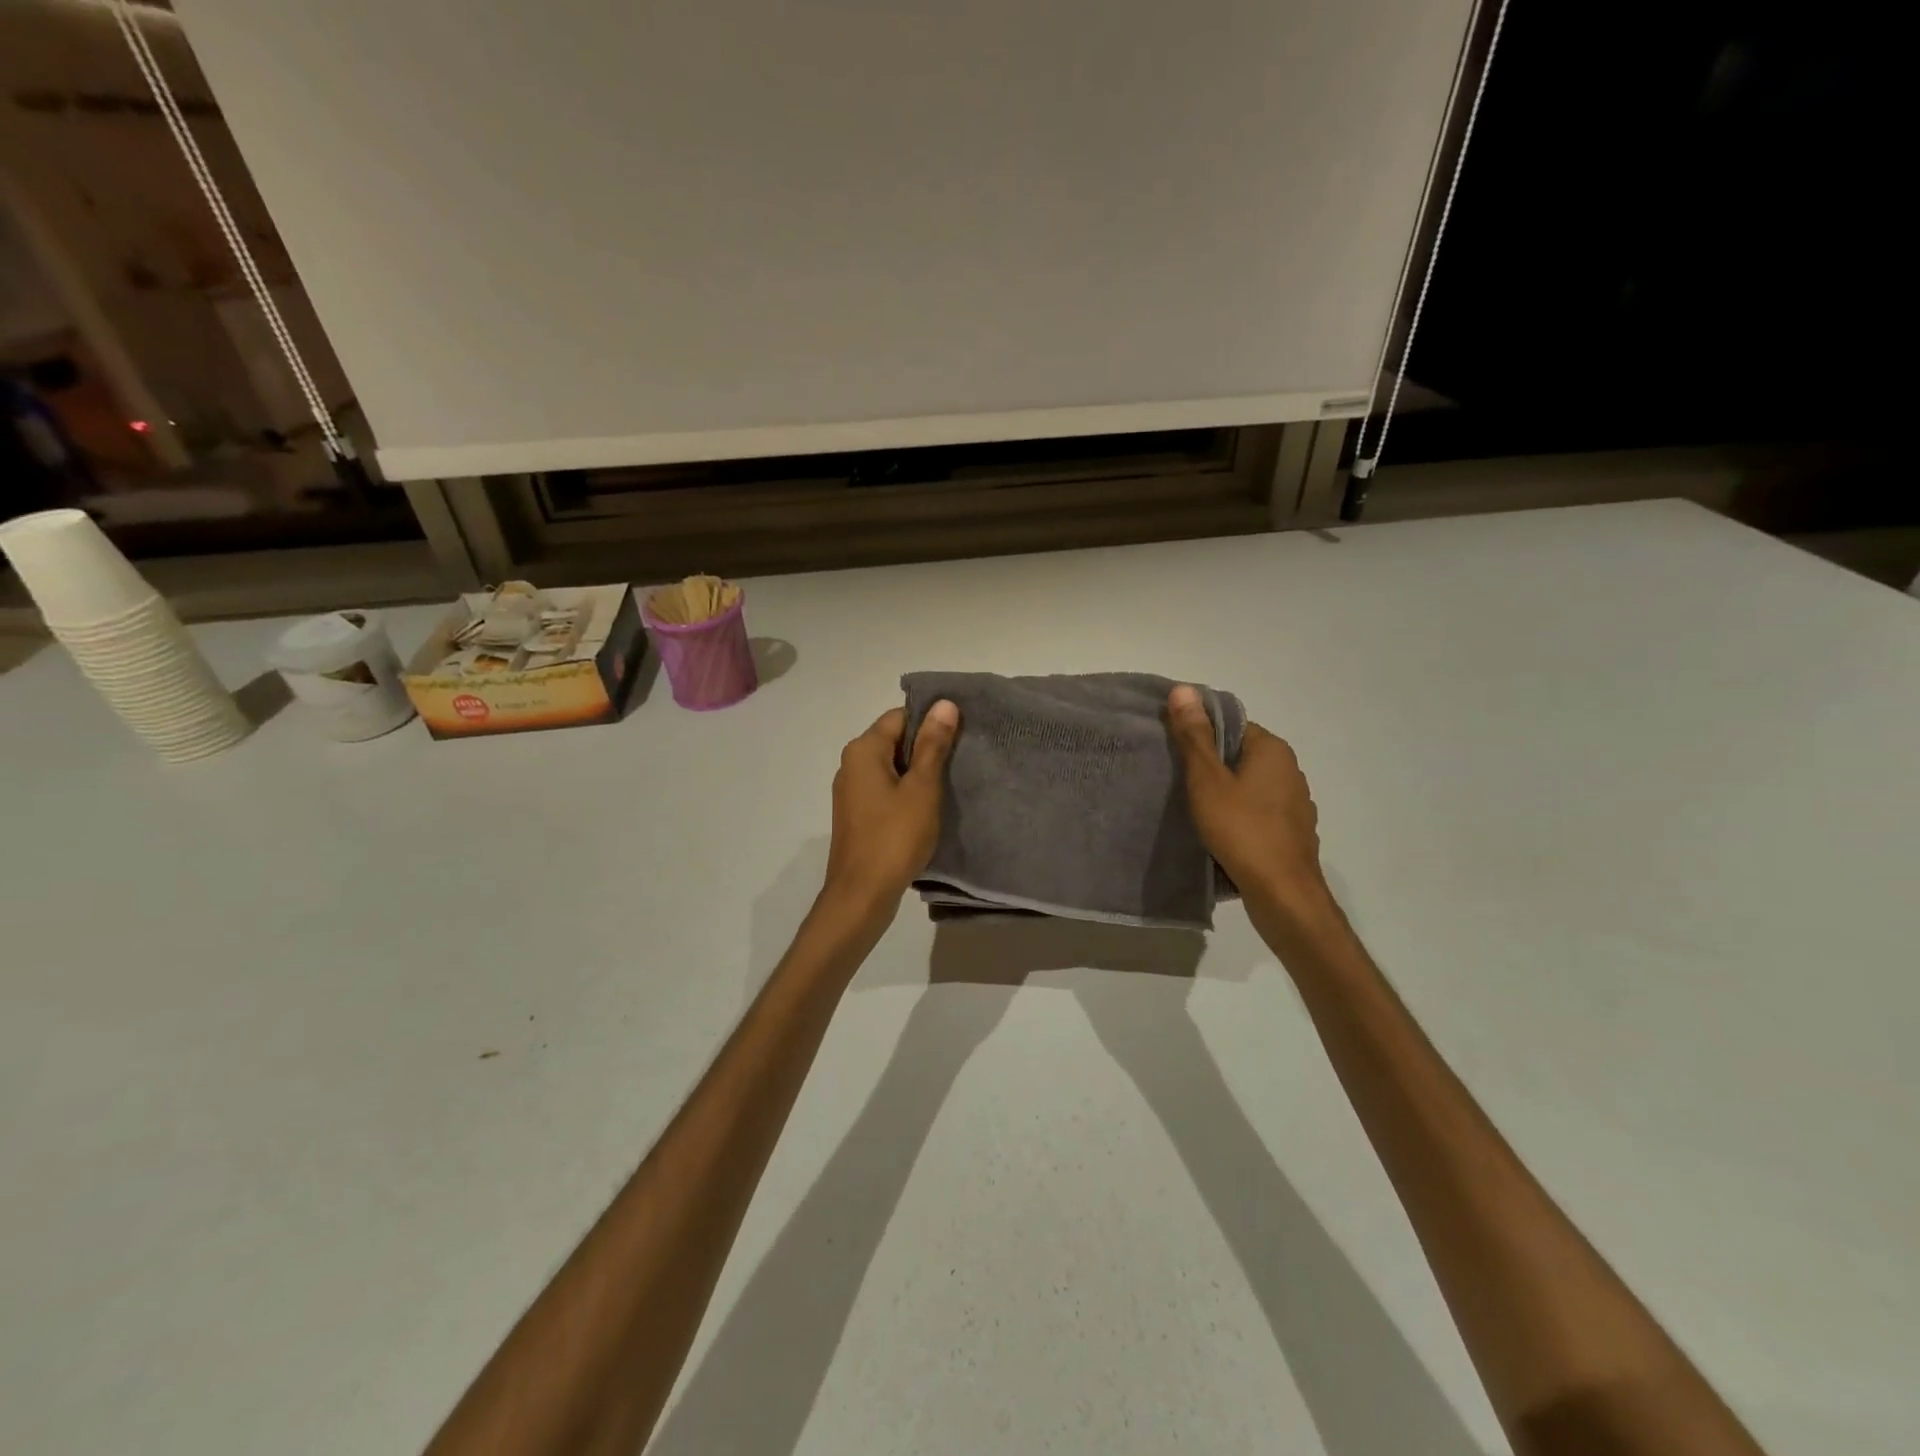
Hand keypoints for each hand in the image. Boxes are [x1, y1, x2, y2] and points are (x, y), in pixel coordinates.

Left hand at [821, 702, 959, 920]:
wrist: (861, 894)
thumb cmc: (895, 837)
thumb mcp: (922, 788)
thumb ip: (933, 745)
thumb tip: (944, 703)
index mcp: (863, 750)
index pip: (900, 716)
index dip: (930, 721)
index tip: (961, 734)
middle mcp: (851, 764)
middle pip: (894, 740)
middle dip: (926, 747)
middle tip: (962, 759)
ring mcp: (851, 791)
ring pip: (890, 767)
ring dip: (918, 772)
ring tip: (950, 783)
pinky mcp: (856, 815)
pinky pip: (885, 790)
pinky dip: (906, 792)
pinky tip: (928, 807)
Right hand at [1168, 685, 1330, 922]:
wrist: (1283, 894)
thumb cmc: (1241, 830)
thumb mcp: (1207, 780)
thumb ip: (1194, 736)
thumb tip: (1184, 689)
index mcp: (1273, 749)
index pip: (1231, 726)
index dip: (1201, 737)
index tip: (1175, 755)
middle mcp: (1291, 770)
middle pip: (1241, 756)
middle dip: (1212, 768)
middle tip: (1177, 783)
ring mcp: (1296, 804)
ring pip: (1251, 787)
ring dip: (1226, 795)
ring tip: (1194, 811)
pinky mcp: (1294, 833)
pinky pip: (1259, 814)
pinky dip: (1241, 818)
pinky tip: (1221, 835)